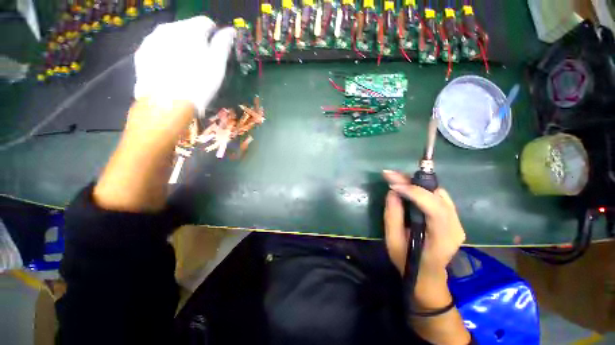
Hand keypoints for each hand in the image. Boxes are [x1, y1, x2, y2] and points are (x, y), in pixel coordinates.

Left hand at [134, 16, 234, 116]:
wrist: (167, 103)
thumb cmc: (198, 83)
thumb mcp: (217, 65)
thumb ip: (223, 44)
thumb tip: (230, 30)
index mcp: (190, 29)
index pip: (206, 22)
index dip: (214, 34)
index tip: (216, 47)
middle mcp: (169, 28)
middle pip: (186, 28)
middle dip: (195, 40)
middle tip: (201, 60)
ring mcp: (152, 39)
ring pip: (170, 38)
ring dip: (179, 46)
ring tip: (185, 66)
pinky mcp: (142, 54)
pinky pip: (157, 48)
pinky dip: (165, 55)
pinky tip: (170, 70)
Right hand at [383, 170, 465, 304]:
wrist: (428, 276)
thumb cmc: (408, 262)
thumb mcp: (393, 241)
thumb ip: (392, 216)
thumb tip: (393, 191)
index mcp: (442, 238)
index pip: (434, 208)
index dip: (413, 192)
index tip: (392, 185)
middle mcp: (455, 227)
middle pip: (437, 196)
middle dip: (412, 182)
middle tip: (390, 175)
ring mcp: (457, 222)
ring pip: (438, 193)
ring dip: (416, 184)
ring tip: (396, 179)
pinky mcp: (453, 218)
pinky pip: (439, 197)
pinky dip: (422, 189)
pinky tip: (408, 187)